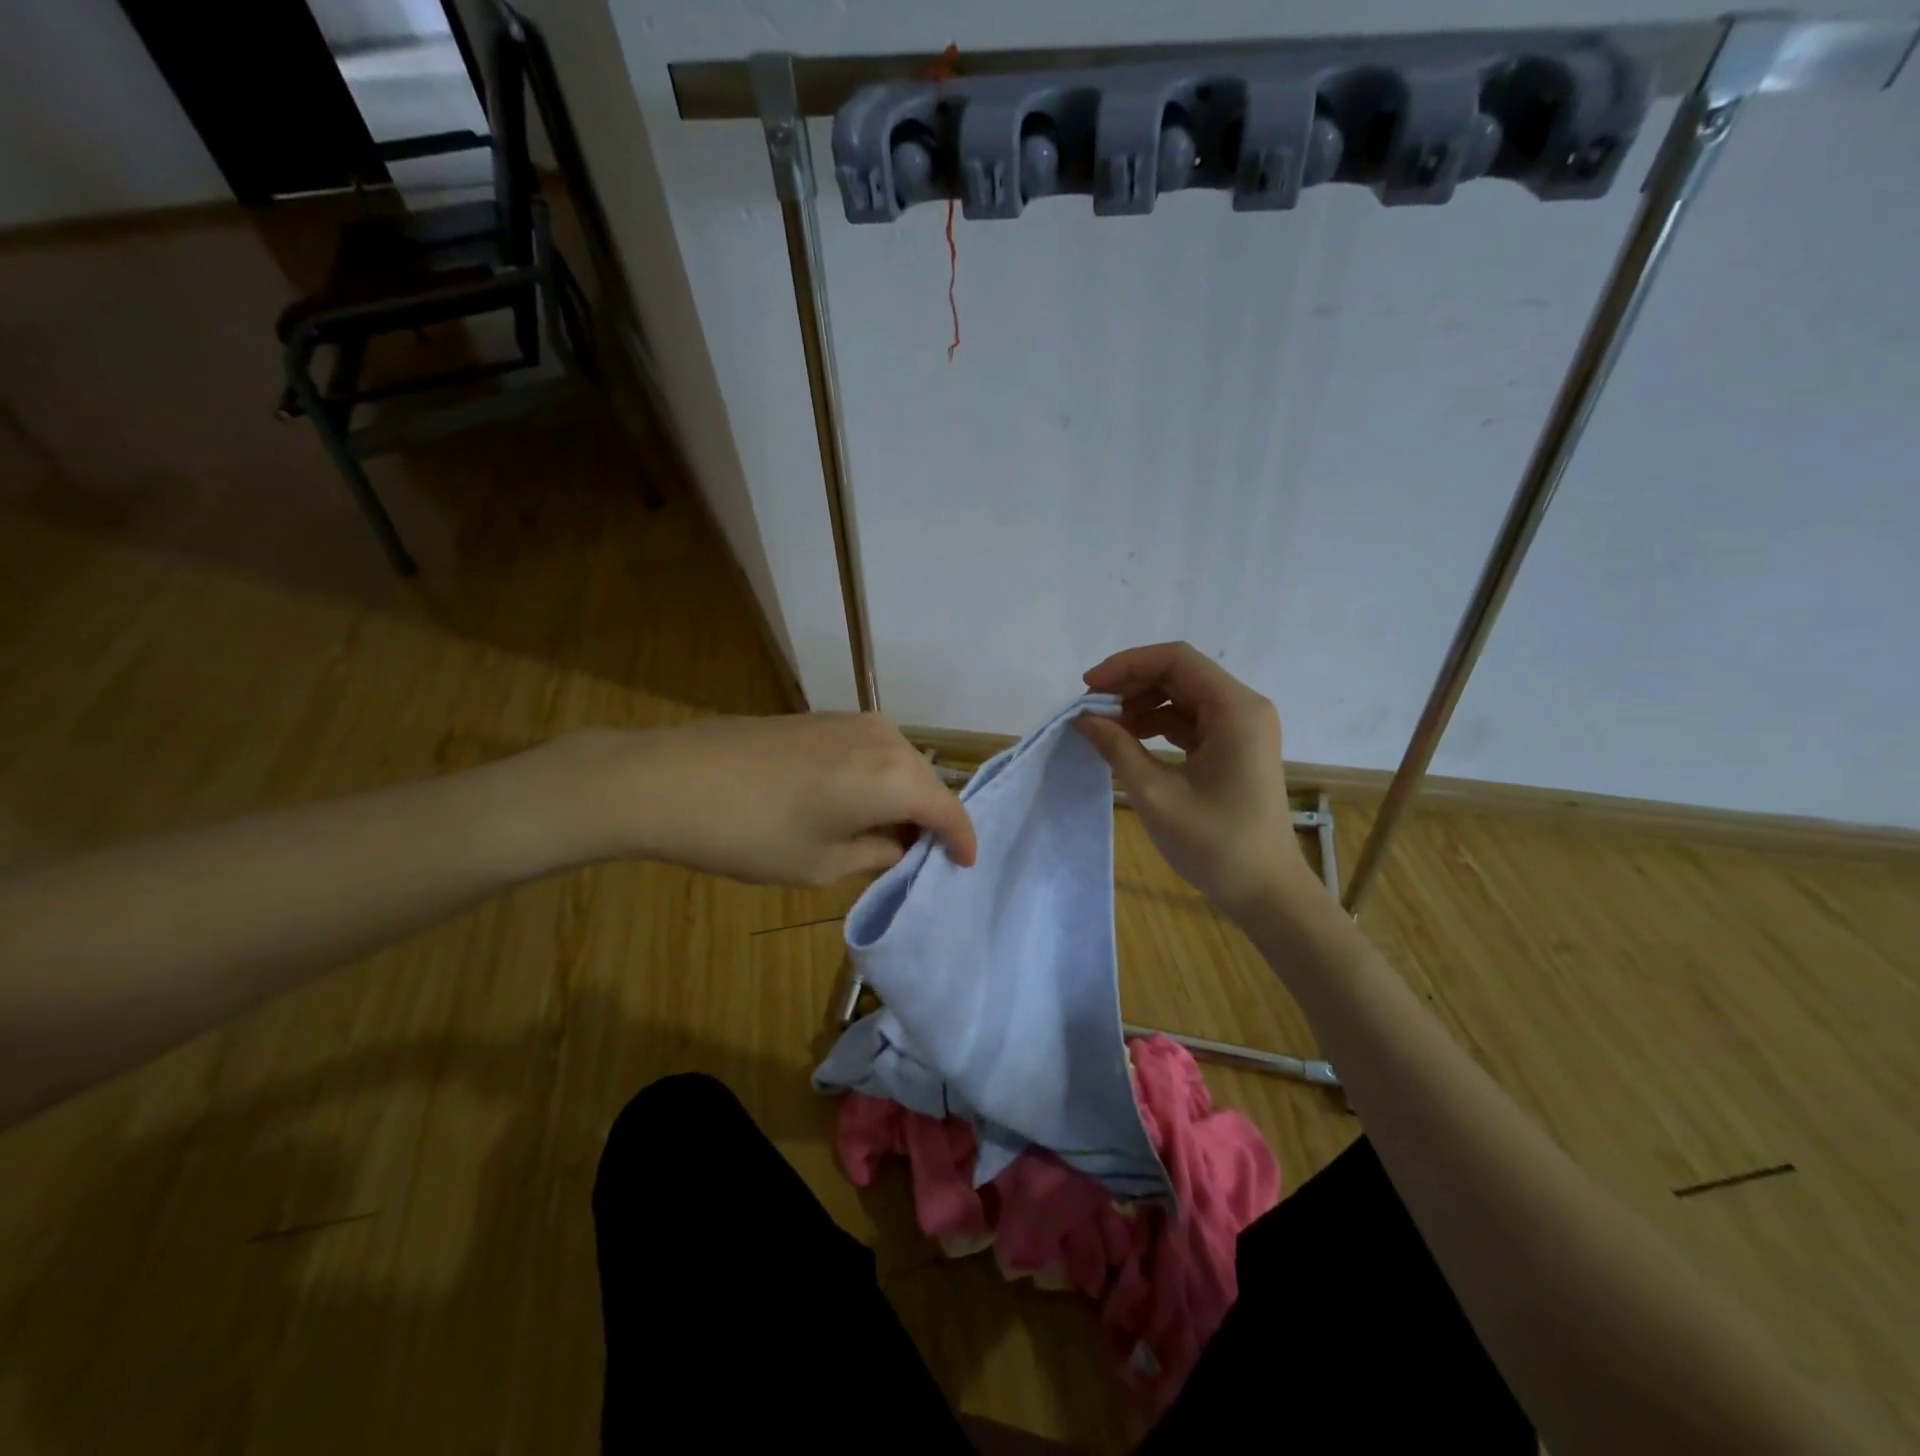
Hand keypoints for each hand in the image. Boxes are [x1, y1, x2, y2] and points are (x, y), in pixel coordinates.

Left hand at [566, 714, 976, 886]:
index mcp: (895, 776)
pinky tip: (853, 805)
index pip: (948, 810)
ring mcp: (852, 720)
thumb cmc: (752, 834)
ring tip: (884, 836)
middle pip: (926, 783)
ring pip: (899, 764)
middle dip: (929, 820)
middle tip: (918, 859)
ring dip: (901, 798)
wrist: (670, 780)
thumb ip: (877, 853)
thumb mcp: (821, 863)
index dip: (961, 840)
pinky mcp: (823, 717)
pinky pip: (872, 751)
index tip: (964, 865)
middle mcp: (886, 737)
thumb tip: (900, 845)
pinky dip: (875, 779)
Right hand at [1074, 642, 1317, 922]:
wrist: (1265, 892)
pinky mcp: (1234, 747)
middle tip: (1090, 709)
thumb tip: (1082, 719)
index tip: (1089, 688)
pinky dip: (1157, 725)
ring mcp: (1241, 727)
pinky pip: (1190, 721)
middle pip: (1179, 674)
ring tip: (1104, 728)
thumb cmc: (1215, 843)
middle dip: (1130, 685)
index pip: (1176, 659)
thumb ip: (1117, 748)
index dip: (1127, 665)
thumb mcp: (1156, 794)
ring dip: (1141, 705)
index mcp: (1235, 709)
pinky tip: (1128, 740)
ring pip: (1182, 696)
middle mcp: (1243, 708)